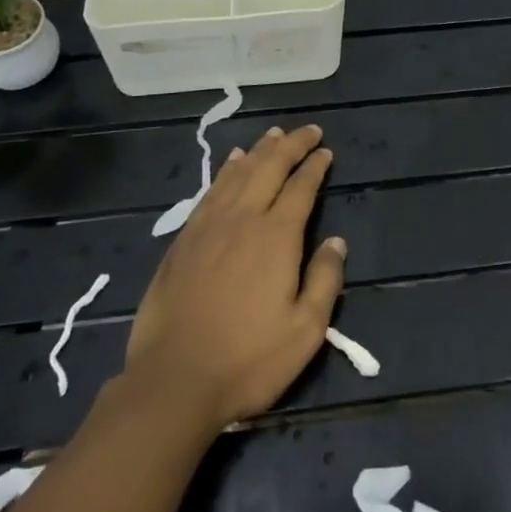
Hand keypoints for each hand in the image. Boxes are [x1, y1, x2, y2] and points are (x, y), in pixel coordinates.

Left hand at [124, 124, 345, 431]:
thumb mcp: (305, 330)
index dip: (315, 166)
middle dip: (290, 145)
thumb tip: (336, 241)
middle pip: (269, 167)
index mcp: (276, 237)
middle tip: (307, 131)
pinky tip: (231, 163)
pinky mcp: (183, 240)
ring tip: (273, 135)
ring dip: (259, 150)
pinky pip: (210, 191)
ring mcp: (208, 227)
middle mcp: (242, 219)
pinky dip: (225, 170)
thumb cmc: (248, 360)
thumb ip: (325, 280)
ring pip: (237, 173)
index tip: (325, 152)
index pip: (301, 188)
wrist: (174, 380)